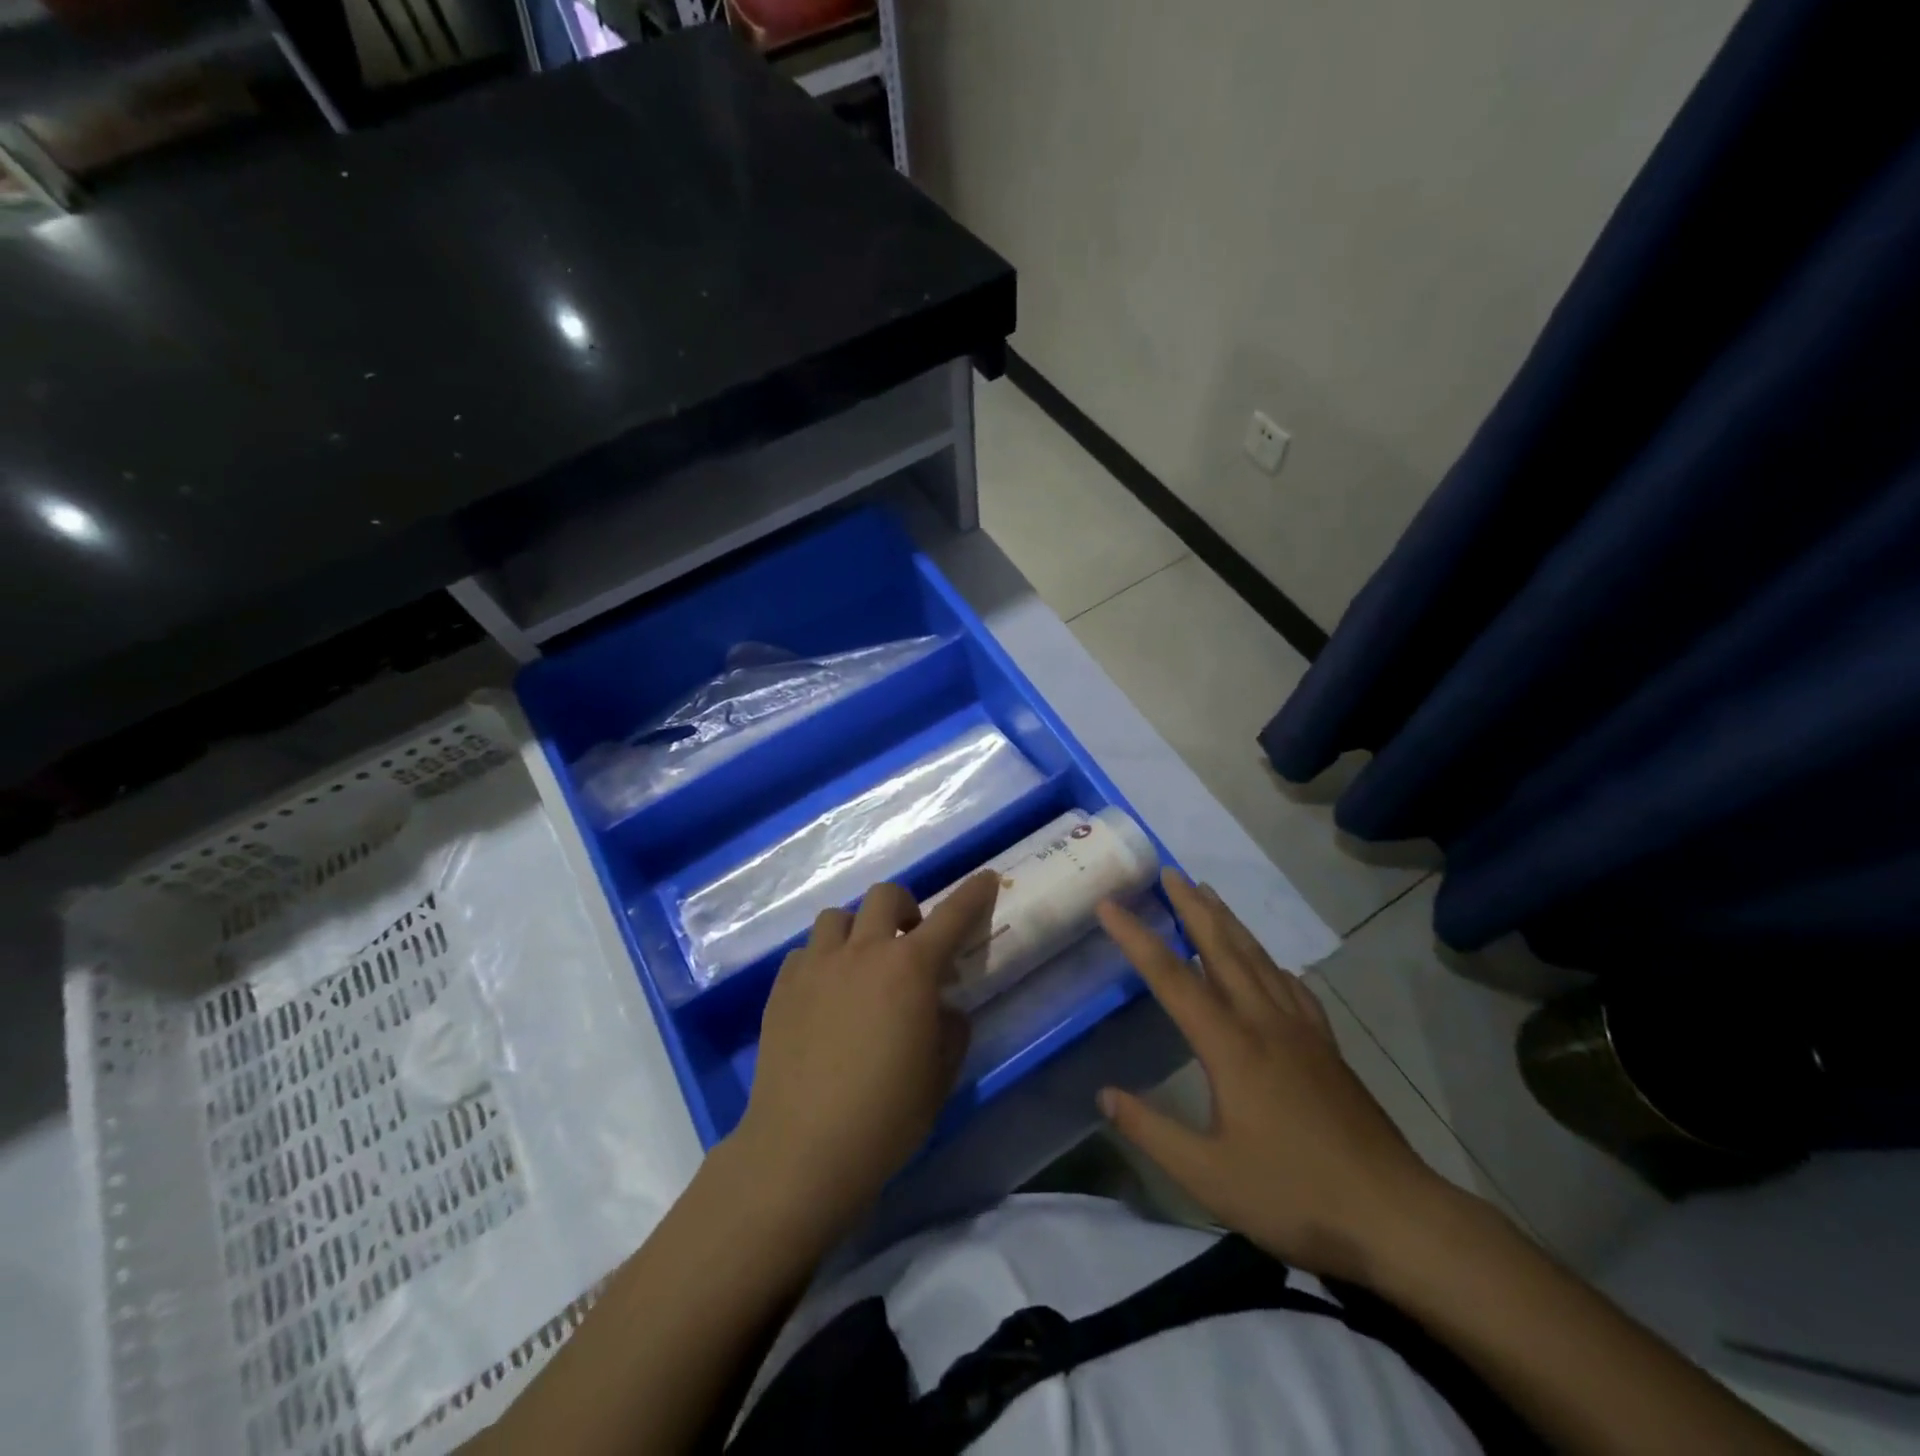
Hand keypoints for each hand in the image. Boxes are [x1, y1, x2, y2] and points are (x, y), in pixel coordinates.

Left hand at [730, 873, 999, 1236]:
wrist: (804, 1148)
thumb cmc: (886, 1116)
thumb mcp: (940, 1075)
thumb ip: (950, 1028)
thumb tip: (941, 1007)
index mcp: (910, 969)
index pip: (952, 916)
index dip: (973, 893)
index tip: (987, 878)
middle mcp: (863, 952)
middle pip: (885, 896)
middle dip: (905, 908)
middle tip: (910, 941)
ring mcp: (817, 965)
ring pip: (838, 917)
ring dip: (859, 929)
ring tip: (861, 965)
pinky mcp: (782, 986)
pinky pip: (806, 951)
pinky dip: (823, 959)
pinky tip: (824, 993)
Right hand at [1097, 872, 1451, 1286]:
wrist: (1396, 1215)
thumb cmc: (1295, 1195)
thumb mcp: (1208, 1177)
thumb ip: (1151, 1131)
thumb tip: (1104, 1094)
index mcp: (1231, 1046)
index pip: (1172, 978)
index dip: (1137, 938)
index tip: (1109, 905)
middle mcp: (1265, 1022)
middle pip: (1222, 949)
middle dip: (1192, 907)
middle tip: (1169, 872)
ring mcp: (1302, 1031)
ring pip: (1258, 959)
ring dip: (1229, 922)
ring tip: (1208, 894)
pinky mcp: (1327, 1047)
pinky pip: (1292, 987)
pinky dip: (1270, 962)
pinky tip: (1270, 965)